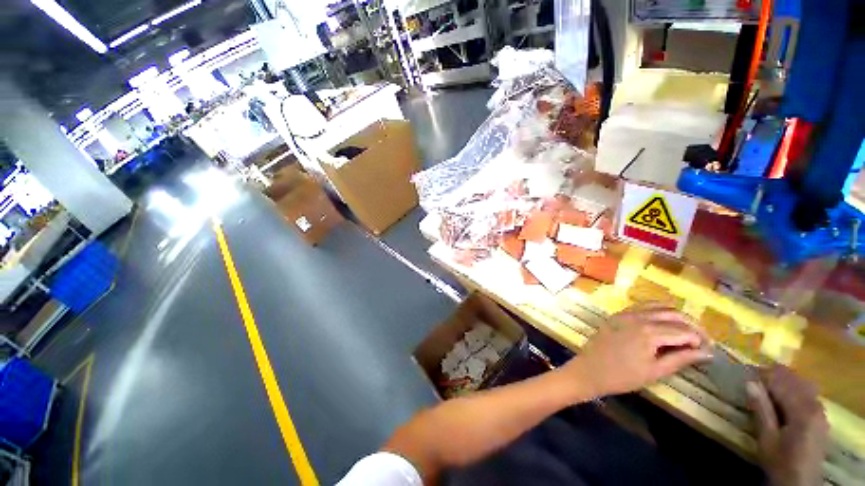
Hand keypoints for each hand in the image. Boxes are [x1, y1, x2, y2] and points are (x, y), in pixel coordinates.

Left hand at [563, 305, 710, 397]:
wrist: (590, 369)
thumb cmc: (623, 376)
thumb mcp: (655, 371)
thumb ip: (681, 359)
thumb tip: (707, 352)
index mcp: (649, 332)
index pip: (683, 330)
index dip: (700, 339)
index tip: (709, 350)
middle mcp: (638, 317)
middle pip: (673, 314)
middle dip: (691, 325)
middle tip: (700, 340)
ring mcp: (625, 313)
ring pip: (658, 306)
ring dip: (675, 315)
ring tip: (685, 331)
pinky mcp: (617, 314)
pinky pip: (641, 307)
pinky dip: (656, 311)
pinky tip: (663, 324)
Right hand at [747, 365, 828, 485]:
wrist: (800, 484)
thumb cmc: (780, 461)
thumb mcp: (767, 438)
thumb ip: (761, 409)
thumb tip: (748, 381)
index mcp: (802, 410)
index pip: (780, 381)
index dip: (760, 374)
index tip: (741, 371)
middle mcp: (815, 404)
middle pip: (793, 379)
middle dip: (771, 375)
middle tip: (749, 377)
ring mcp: (820, 410)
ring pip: (801, 383)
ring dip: (782, 380)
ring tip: (762, 385)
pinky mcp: (820, 416)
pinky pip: (806, 393)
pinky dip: (791, 389)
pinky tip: (780, 397)